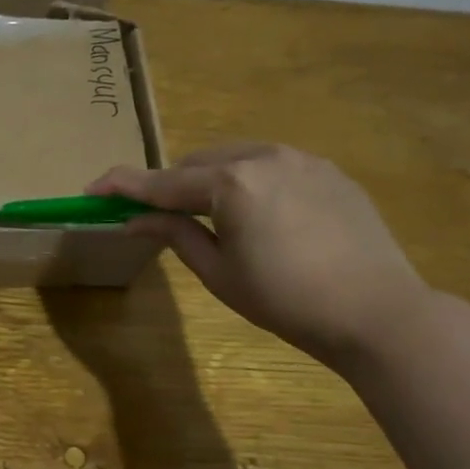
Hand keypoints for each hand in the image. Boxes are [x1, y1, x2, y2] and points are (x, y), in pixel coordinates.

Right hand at [89, 144, 431, 367]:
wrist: (377, 312)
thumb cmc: (286, 301)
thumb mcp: (219, 273)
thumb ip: (175, 234)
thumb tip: (135, 218)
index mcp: (231, 183)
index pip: (163, 182)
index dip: (122, 186)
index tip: (91, 188)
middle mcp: (264, 156)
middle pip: (198, 163)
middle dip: (171, 185)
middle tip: (156, 216)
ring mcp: (302, 159)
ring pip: (236, 158)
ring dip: (210, 180)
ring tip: (209, 216)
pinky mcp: (328, 171)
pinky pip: (272, 166)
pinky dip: (248, 182)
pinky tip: (258, 215)